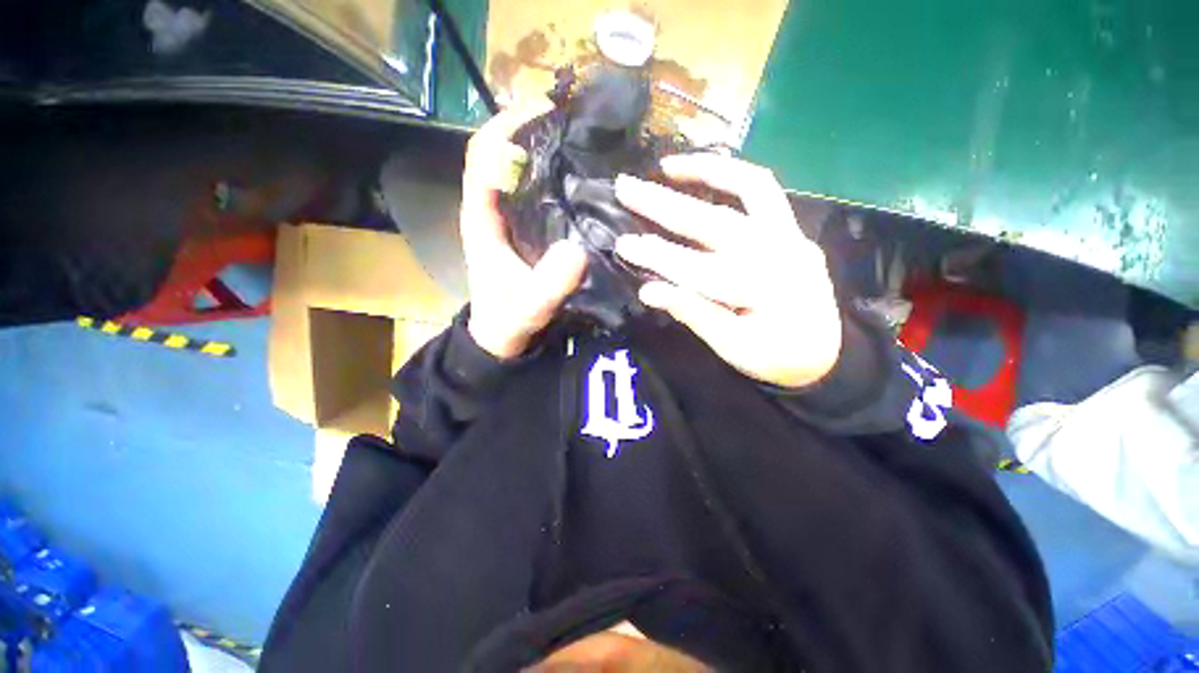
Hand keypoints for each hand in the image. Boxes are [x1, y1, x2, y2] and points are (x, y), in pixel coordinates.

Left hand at [460, 102, 588, 359]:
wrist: (501, 339)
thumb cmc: (506, 323)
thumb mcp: (526, 309)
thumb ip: (546, 288)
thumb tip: (578, 250)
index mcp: (482, 220)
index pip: (484, 157)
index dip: (507, 127)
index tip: (545, 111)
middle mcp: (493, 211)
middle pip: (504, 156)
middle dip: (533, 132)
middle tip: (576, 125)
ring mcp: (509, 221)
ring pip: (522, 174)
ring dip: (546, 154)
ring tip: (584, 145)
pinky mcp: (525, 233)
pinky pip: (537, 197)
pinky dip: (555, 182)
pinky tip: (583, 183)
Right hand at [614, 154, 840, 387]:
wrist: (824, 356)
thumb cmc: (774, 358)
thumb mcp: (731, 348)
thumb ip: (693, 315)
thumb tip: (648, 291)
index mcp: (761, 291)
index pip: (695, 269)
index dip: (655, 256)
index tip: (622, 245)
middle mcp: (779, 253)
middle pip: (713, 222)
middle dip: (663, 205)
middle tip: (625, 187)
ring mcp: (790, 236)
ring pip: (748, 189)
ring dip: (705, 172)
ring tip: (667, 165)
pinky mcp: (793, 231)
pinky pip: (765, 192)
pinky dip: (734, 175)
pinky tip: (708, 171)